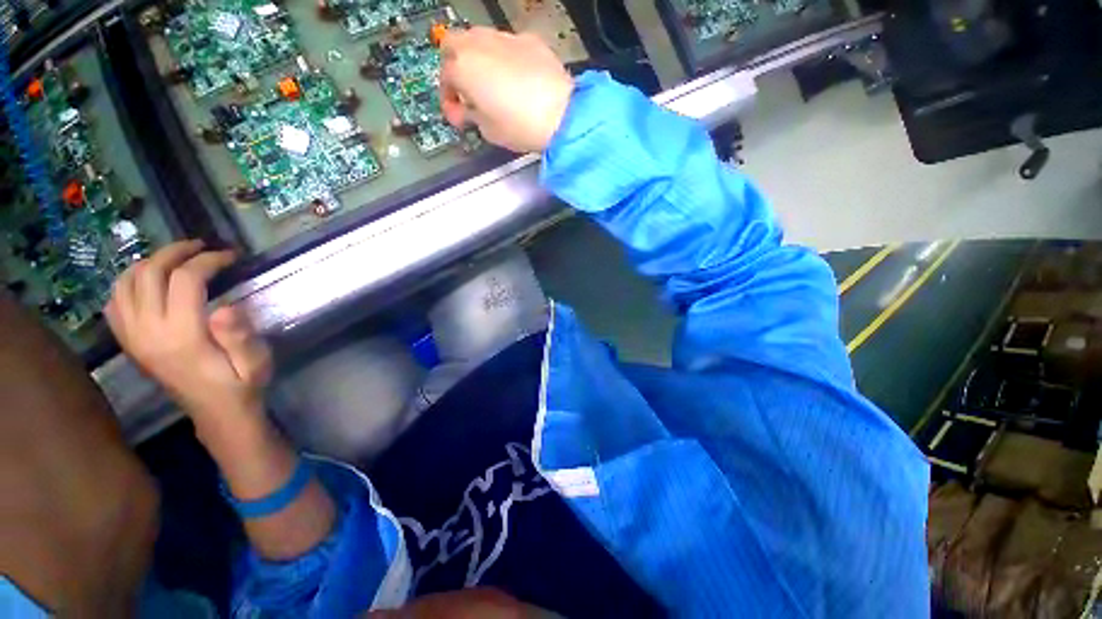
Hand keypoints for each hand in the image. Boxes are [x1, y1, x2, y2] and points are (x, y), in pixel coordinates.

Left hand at [106, 240, 271, 430]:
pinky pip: (114, 303)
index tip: (230, 256)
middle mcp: (149, 333)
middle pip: (149, 274)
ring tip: (176, 259)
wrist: (216, 414)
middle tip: (201, 247)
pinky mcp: (129, 343)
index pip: (185, 280)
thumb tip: (226, 308)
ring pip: (125, 283)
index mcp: (182, 336)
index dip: (208, 260)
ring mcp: (133, 338)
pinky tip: (149, 283)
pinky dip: (129, 283)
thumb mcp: (255, 363)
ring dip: (149, 263)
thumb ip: (241, 337)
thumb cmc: (242, 385)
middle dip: (176, 252)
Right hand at [440, 27, 573, 152]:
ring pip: (479, 39)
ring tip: (490, 84)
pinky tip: (515, 78)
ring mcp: (505, 38)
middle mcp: (478, 44)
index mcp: (463, 67)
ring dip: (477, 58)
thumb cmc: (520, 126)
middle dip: (454, 67)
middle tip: (466, 91)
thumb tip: (467, 112)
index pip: (444, 79)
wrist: (561, 115)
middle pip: (452, 45)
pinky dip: (503, 58)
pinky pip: (507, 45)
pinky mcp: (529, 40)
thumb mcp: (488, 131)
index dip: (449, 100)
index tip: (458, 116)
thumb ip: (471, 116)